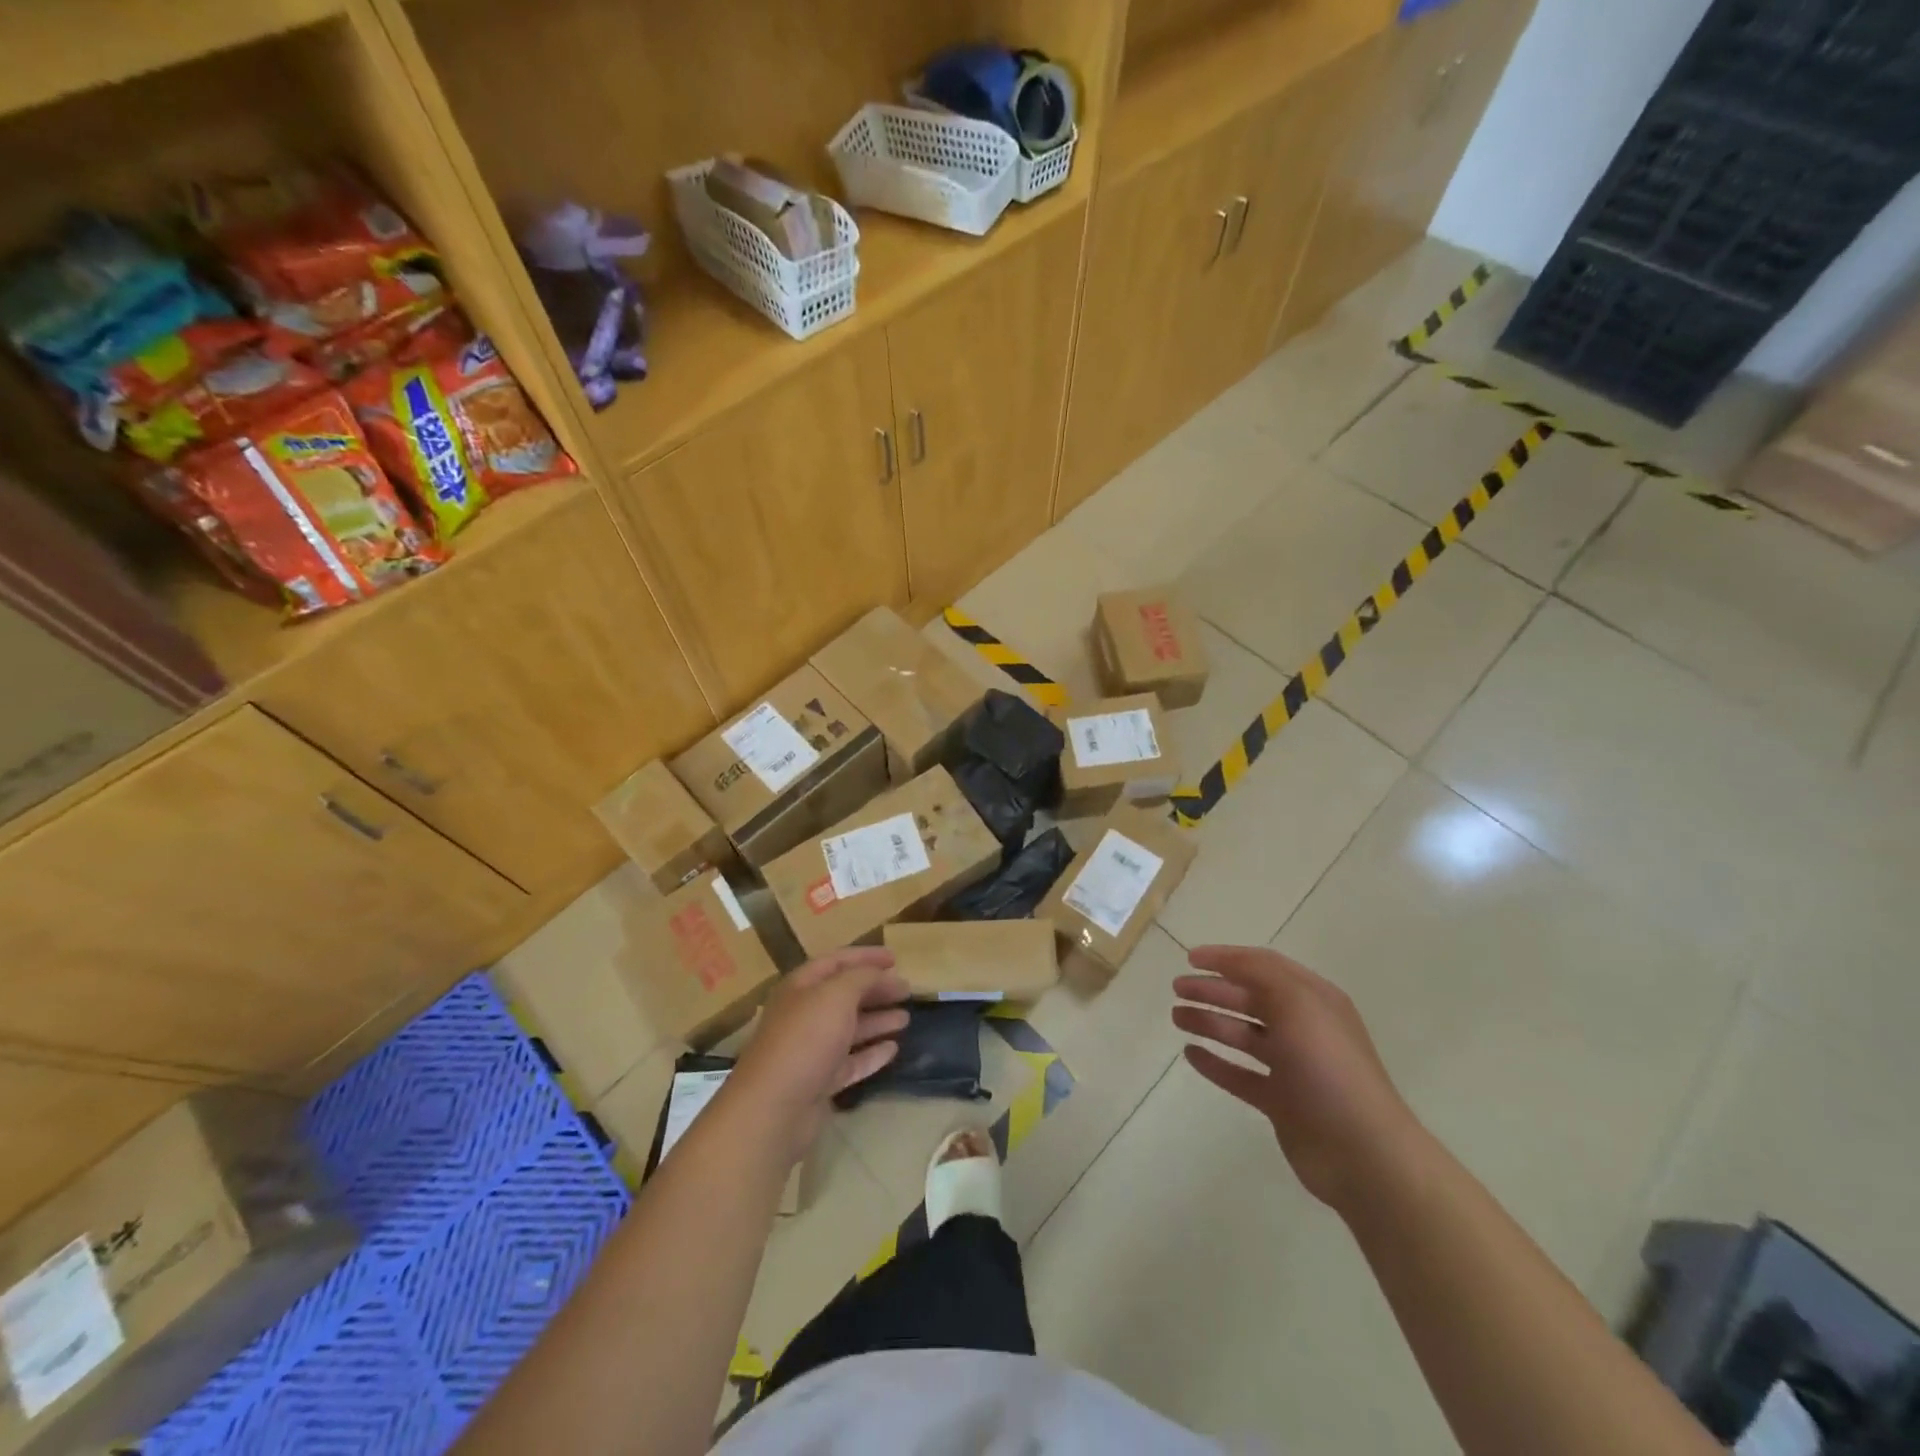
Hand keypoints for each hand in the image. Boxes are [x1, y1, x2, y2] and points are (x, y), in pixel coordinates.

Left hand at [729, 947, 909, 1158]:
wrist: (775, 1108)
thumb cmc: (806, 1038)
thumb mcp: (837, 995)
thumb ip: (862, 978)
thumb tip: (881, 974)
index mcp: (801, 987)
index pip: (836, 961)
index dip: (865, 956)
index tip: (896, 958)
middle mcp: (804, 1014)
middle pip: (844, 995)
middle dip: (876, 990)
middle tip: (907, 990)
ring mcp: (811, 1050)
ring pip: (849, 1029)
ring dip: (877, 1020)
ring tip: (906, 1018)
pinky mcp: (820, 1082)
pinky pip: (851, 1062)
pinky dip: (871, 1054)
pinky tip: (893, 1049)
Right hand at [1172, 945, 1422, 1214]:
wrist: (1362, 1152)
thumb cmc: (1328, 1067)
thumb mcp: (1297, 1003)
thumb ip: (1261, 975)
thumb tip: (1228, 963)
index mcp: (1313, 999)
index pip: (1264, 966)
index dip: (1227, 958)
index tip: (1190, 958)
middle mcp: (1303, 1028)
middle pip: (1249, 999)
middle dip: (1212, 989)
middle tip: (1177, 988)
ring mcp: (1292, 1067)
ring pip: (1242, 1035)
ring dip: (1209, 1022)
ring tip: (1176, 1017)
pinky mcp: (1280, 1102)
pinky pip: (1240, 1075)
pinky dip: (1215, 1063)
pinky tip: (1190, 1054)